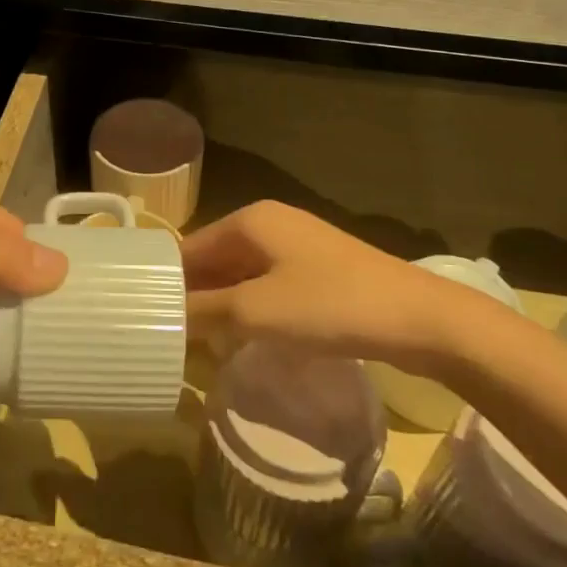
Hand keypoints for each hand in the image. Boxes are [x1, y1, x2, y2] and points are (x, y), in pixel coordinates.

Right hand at [181, 200, 498, 369]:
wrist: (419, 318)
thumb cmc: (329, 306)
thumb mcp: (256, 311)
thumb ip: (204, 311)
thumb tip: (166, 317)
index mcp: (250, 220)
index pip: (190, 248)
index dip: (168, 282)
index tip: (146, 318)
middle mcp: (270, 224)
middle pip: (215, 260)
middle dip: (195, 296)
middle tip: (169, 338)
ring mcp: (298, 247)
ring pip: (242, 275)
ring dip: (222, 306)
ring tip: (198, 345)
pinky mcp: (318, 271)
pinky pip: (269, 287)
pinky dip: (251, 310)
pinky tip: (243, 340)